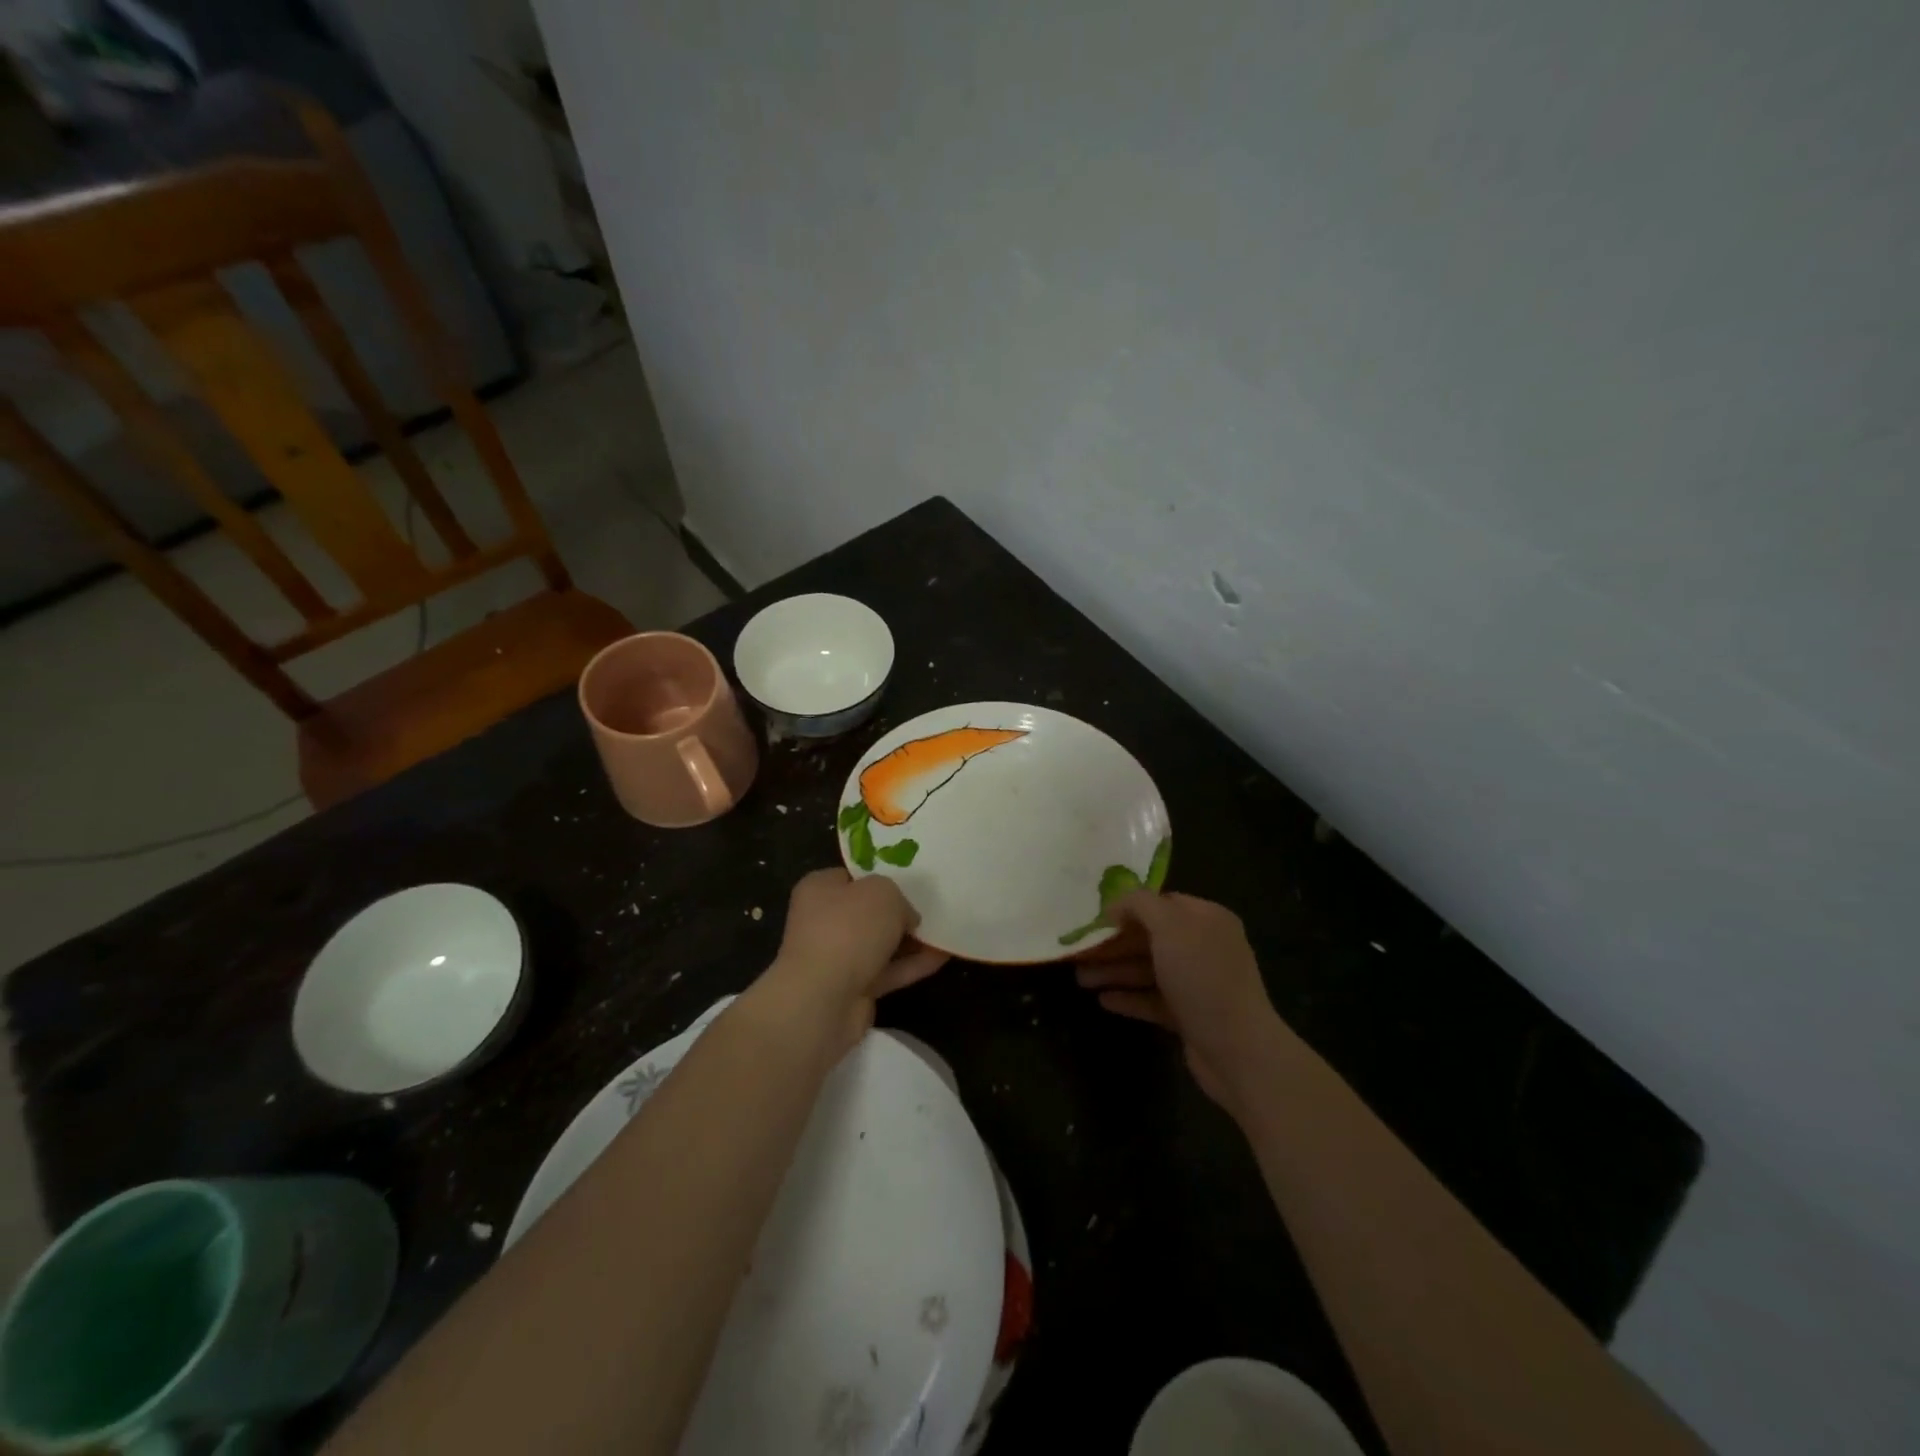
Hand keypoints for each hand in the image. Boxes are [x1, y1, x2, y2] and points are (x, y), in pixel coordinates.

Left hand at [758, 869, 947, 1056]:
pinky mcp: (853, 989)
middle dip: (900, 910)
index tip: (911, 878)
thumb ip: (899, 897)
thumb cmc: (848, 930)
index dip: (881, 875)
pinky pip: (889, 971)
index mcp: (820, 889)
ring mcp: (837, 957)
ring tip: (946, 929)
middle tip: (934, 904)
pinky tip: (943, 956)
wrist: (823, 1000)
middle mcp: (824, 921)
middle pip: (869, 911)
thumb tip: (905, 917)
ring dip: (911, 939)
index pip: (853, 876)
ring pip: (880, 943)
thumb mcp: (883, 892)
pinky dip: (913, 965)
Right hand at [1075, 891, 1287, 1115]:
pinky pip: (1153, 1000)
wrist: (1238, 1050)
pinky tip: (1103, 1000)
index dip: (1128, 908)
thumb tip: (1117, 903)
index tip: (1095, 918)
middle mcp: (1205, 947)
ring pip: (1149, 970)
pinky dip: (1129, 998)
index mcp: (1207, 919)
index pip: (1162, 903)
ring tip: (1081, 979)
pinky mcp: (1190, 1016)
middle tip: (1078, 952)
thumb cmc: (1202, 977)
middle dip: (1114, 944)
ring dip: (1115, 971)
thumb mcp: (1169, 927)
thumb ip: (1141, 904)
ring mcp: (1198, 983)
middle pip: (1151, 938)